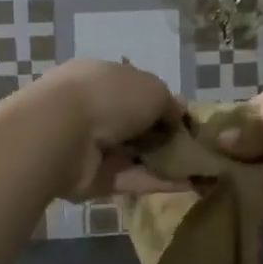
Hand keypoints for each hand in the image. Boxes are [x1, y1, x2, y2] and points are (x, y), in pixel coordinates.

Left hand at [28, 58, 187, 200]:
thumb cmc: (108, 97)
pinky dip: (157, 182)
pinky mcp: (93, 179)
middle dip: (164, 136)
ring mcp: (92, 146)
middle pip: (136, 124)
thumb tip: (178, 115)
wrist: (62, 135)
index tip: (186, 120)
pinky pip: (131, 179)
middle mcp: (95, 109)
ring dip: (165, 161)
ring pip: (134, 154)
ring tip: (201, 170)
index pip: (136, 90)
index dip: (162, 104)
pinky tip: (188, 186)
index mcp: (102, 77)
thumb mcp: (152, 89)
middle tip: (197, 147)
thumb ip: (168, 103)